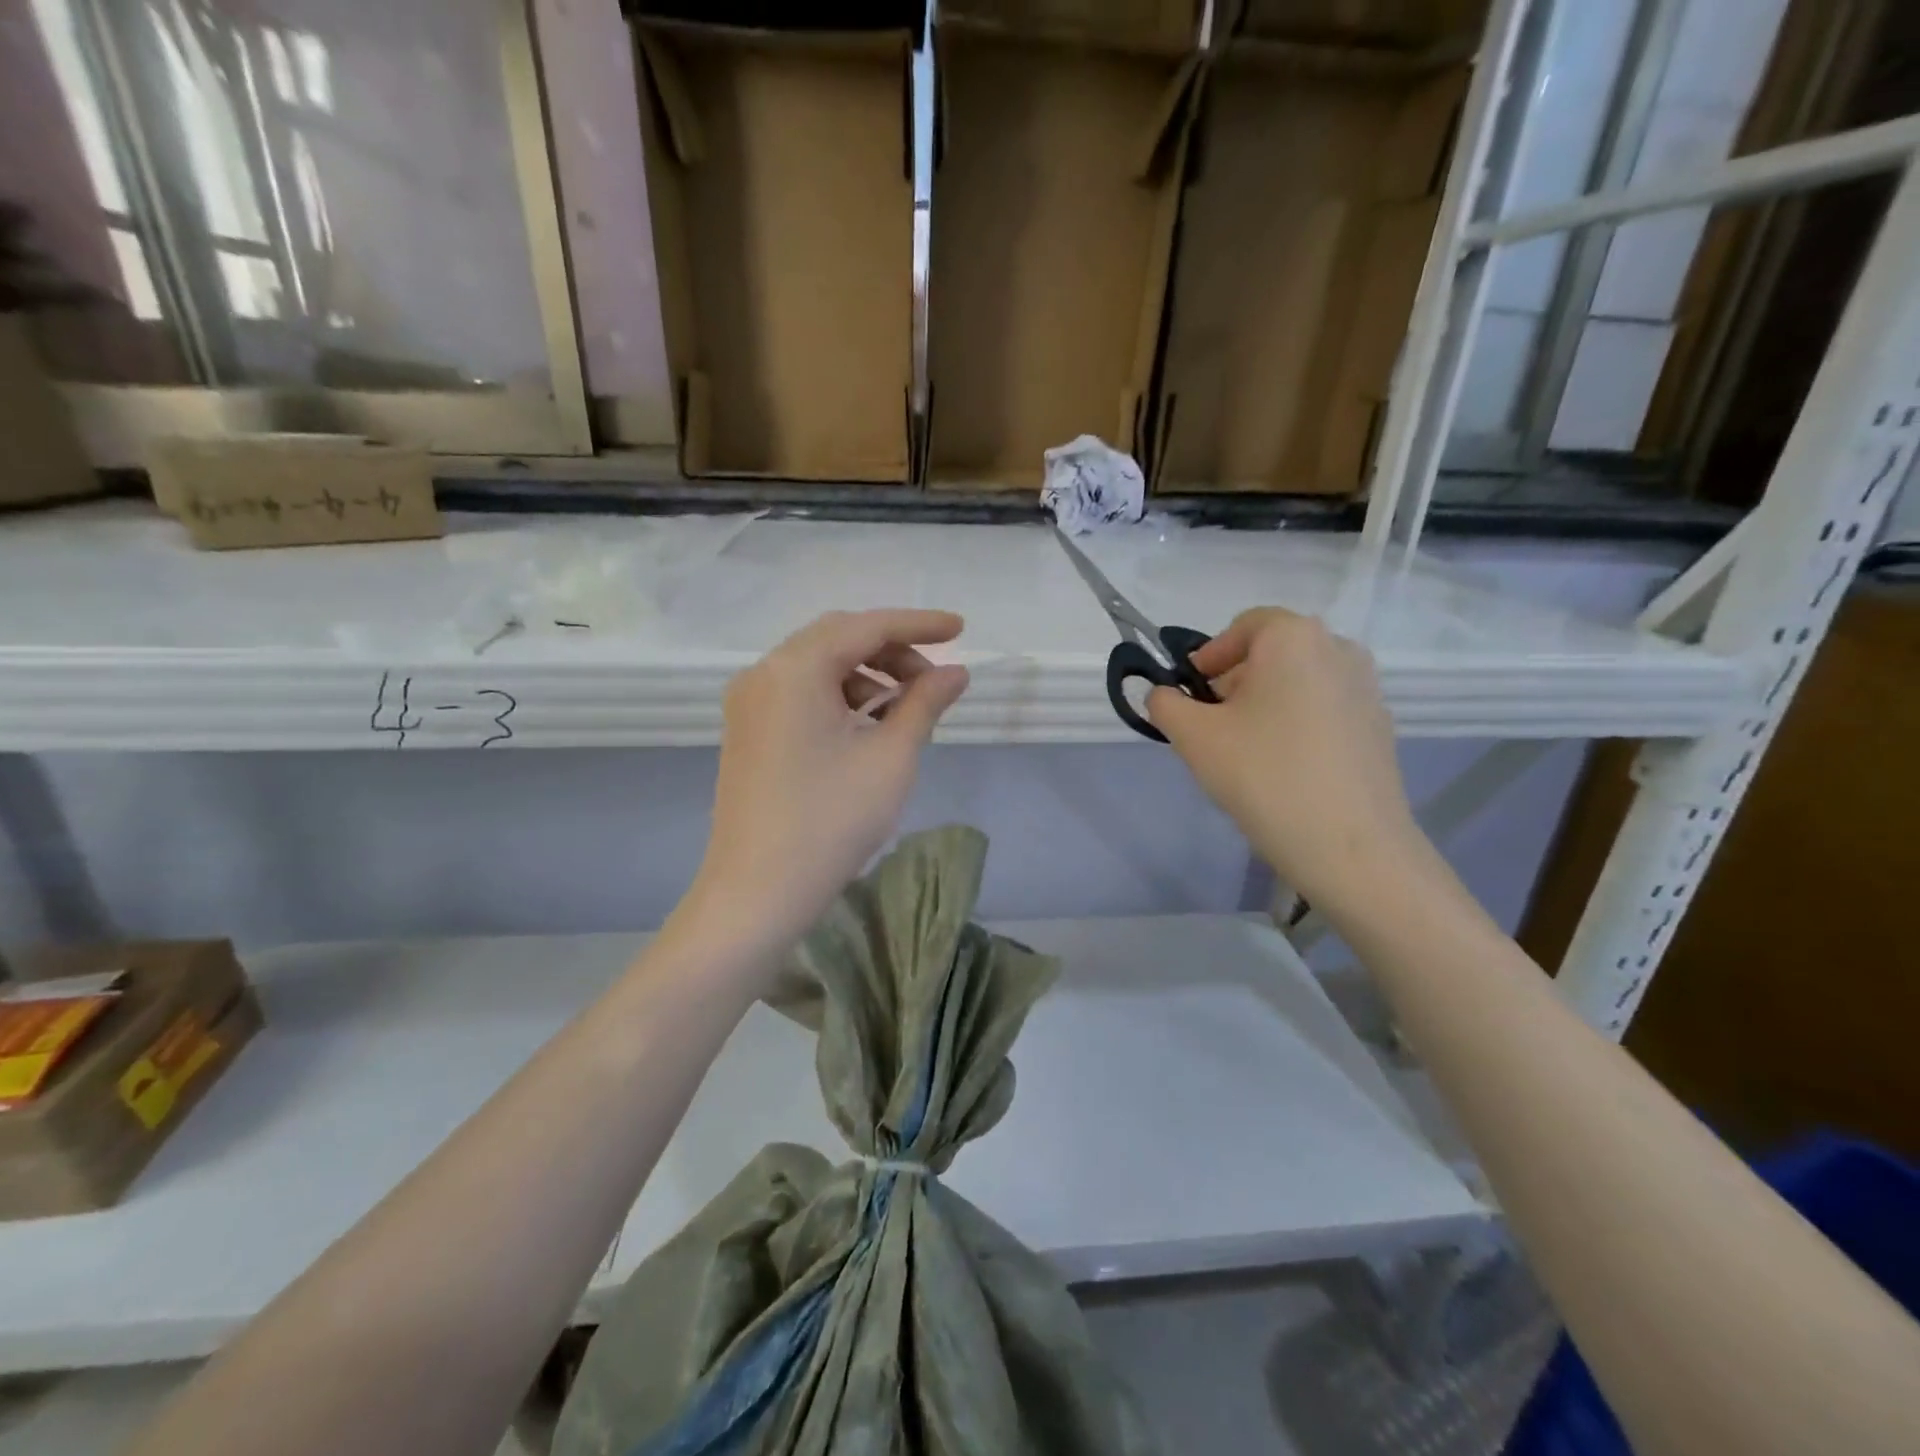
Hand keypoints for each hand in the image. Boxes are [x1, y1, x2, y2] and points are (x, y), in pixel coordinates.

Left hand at [686, 609, 969, 955]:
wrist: (757, 893)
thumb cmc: (831, 821)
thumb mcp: (890, 757)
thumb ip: (924, 703)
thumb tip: (955, 672)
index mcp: (794, 669)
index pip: (866, 627)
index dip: (918, 624)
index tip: (960, 629)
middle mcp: (763, 673)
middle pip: (838, 639)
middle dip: (891, 650)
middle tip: (934, 677)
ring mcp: (749, 703)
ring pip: (818, 666)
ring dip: (866, 675)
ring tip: (906, 710)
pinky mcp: (748, 730)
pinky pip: (800, 693)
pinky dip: (839, 697)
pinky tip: (869, 727)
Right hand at [1148, 608, 1431, 911]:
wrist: (1349, 845)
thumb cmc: (1264, 775)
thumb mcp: (1194, 737)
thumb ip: (1165, 704)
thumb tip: (1164, 695)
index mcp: (1294, 637)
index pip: (1243, 627)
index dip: (1210, 657)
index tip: (1191, 695)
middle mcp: (1338, 649)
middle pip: (1272, 654)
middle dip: (1235, 684)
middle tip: (1212, 728)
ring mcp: (1367, 688)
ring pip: (1299, 683)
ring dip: (1265, 705)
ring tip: (1246, 752)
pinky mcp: (1380, 726)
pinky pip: (1324, 710)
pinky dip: (1297, 725)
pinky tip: (1284, 770)